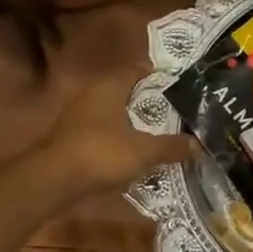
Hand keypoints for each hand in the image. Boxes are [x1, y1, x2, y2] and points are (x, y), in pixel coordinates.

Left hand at [42, 72, 195, 196]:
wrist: (54, 181)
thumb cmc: (102, 153)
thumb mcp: (145, 151)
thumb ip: (172, 146)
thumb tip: (198, 144)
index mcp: (109, 87)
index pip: (136, 70)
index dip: (158, 77)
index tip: (179, 88)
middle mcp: (91, 95)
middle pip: (126, 93)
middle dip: (149, 103)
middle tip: (176, 113)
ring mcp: (78, 117)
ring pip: (114, 114)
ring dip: (134, 123)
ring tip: (161, 134)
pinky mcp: (72, 139)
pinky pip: (103, 133)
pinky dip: (120, 139)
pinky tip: (136, 153)